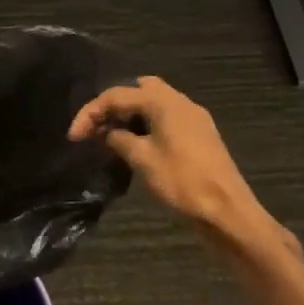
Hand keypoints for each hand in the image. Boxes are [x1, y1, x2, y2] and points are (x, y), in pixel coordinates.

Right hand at [68, 77, 294, 260]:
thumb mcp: (142, 160)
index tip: (73, 136)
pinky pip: (166, 120)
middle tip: (98, 126)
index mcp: (164, 102)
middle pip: (139, 89)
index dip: (90, 113)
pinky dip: (147, 126)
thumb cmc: (183, 183)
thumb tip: (109, 133)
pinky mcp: (200, 137)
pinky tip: (137, 146)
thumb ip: (120, 140)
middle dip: (114, 105)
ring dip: (131, 115)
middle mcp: (180, 102)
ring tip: (112, 136)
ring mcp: (194, 119)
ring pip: (154, 104)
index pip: (117, 96)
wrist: (230, 215)